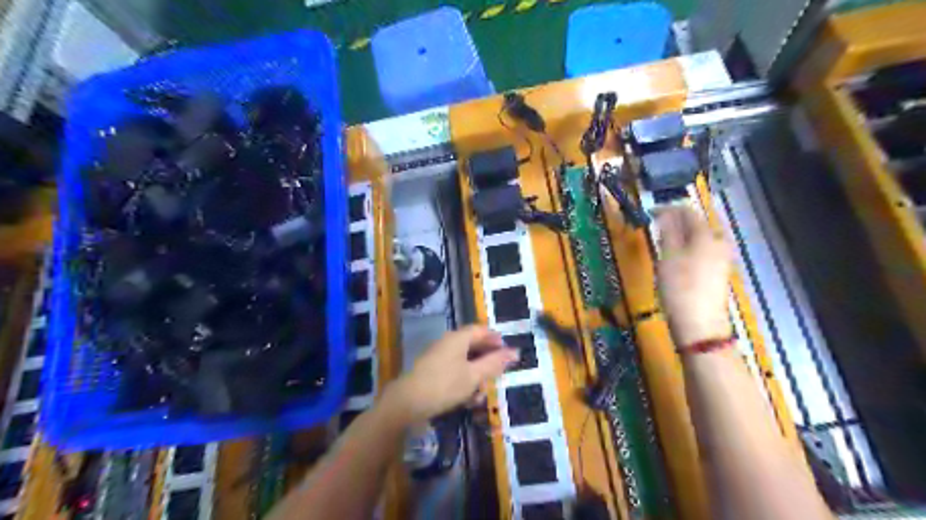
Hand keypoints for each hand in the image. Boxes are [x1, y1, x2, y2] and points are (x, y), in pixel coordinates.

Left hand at [382, 327, 513, 423]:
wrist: (407, 403)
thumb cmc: (444, 385)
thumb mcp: (474, 375)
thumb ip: (494, 363)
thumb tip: (515, 352)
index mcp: (458, 338)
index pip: (480, 330)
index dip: (495, 339)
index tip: (507, 352)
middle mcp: (447, 343)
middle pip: (473, 346)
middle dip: (487, 361)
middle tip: (498, 375)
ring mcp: (438, 357)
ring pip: (464, 362)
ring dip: (476, 376)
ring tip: (481, 394)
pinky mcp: (431, 371)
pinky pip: (453, 371)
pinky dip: (463, 382)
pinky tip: (467, 399)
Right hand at [658, 206, 730, 346]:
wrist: (699, 324)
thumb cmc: (680, 287)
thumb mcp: (668, 256)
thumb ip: (668, 231)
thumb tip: (665, 212)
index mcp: (707, 235)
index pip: (688, 211)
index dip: (668, 209)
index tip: (650, 212)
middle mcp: (719, 242)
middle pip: (698, 223)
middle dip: (677, 221)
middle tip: (657, 226)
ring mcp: (721, 258)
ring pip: (701, 237)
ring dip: (683, 234)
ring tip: (664, 239)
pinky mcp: (718, 272)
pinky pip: (703, 250)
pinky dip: (689, 247)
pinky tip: (678, 256)